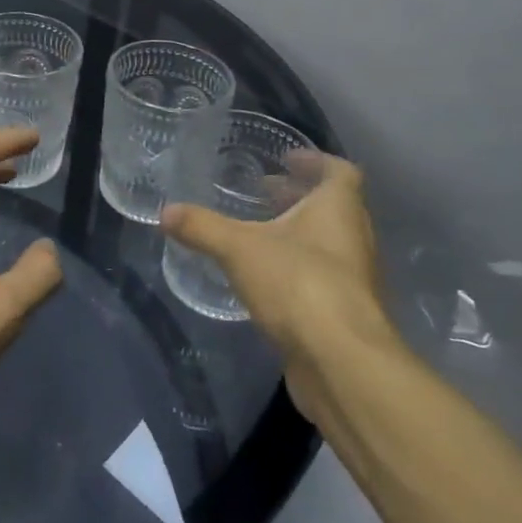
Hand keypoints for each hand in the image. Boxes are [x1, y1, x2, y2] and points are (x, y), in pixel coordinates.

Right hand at [161, 153, 392, 426]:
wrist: (342, 363)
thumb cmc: (299, 284)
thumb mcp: (239, 249)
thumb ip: (202, 227)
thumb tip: (165, 212)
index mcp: (339, 209)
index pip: (340, 171)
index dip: (315, 161)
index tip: (286, 160)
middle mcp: (355, 239)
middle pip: (335, 207)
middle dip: (300, 197)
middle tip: (264, 193)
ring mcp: (356, 279)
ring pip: (330, 244)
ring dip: (300, 234)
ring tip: (260, 233)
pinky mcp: (347, 313)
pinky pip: (324, 278)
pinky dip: (299, 269)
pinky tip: (266, 279)